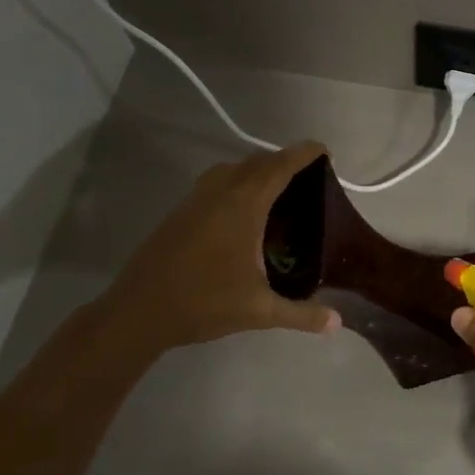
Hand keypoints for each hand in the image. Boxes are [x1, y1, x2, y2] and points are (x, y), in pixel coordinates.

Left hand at [99, 141, 340, 356]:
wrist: (138, 312)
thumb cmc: (203, 304)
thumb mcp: (260, 311)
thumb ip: (301, 314)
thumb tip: (337, 323)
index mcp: (243, 206)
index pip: (279, 167)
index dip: (303, 154)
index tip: (324, 151)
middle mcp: (219, 193)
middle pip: (257, 162)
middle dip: (284, 161)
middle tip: (308, 179)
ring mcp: (195, 201)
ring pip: (232, 170)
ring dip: (257, 171)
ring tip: (277, 192)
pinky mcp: (180, 213)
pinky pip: (215, 183)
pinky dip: (236, 184)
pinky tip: (243, 214)